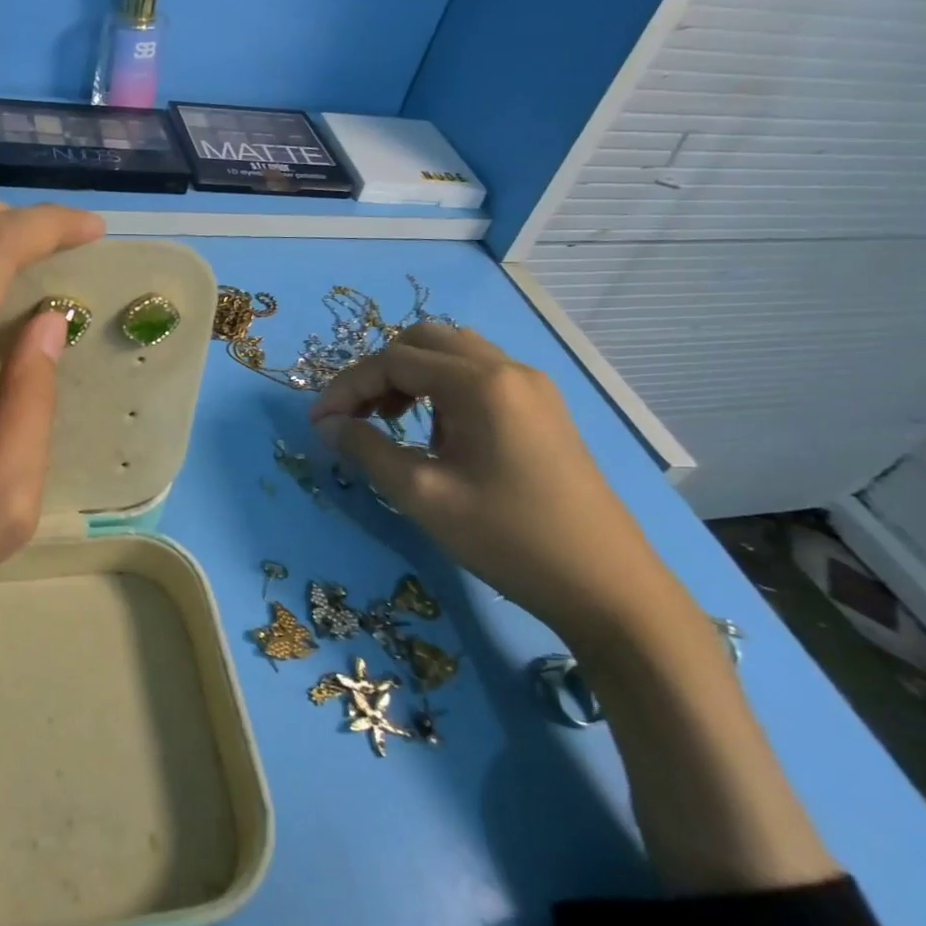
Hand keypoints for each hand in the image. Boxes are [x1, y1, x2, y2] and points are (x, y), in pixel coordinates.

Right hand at [308, 323, 684, 642]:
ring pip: (452, 354)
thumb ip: (367, 451)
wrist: (606, 585)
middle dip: (378, 371)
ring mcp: (530, 386)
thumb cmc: (508, 539)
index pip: (393, 360)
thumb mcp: (423, 497)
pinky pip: (477, 375)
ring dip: (410, 376)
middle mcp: (507, 369)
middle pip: (423, 340)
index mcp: (480, 384)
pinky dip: (441, 389)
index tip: (319, 423)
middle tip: (356, 416)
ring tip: (391, 423)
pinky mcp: (541, 408)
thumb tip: (327, 425)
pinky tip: (437, 435)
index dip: (347, 386)